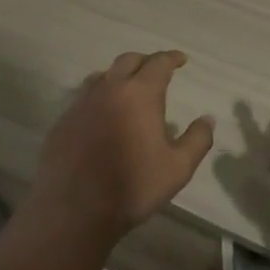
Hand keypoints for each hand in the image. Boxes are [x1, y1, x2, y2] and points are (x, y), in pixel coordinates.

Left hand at [27, 51, 214, 244]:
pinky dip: (99, 98)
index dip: (172, 58)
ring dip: (119, 77)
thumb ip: (198, 139)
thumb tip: (207, 119)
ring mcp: (81, 104)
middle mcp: (109, 89)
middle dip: (146, 62)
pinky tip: (103, 117)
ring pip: (102, 76)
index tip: (181, 60)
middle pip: (128, 61)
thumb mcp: (178, 168)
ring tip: (128, 90)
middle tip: (157, 71)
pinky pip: (83, 99)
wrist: (73, 212)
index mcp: (139, 94)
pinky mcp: (62, 122)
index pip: (158, 63)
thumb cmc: (132, 187)